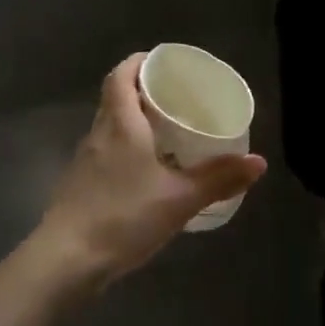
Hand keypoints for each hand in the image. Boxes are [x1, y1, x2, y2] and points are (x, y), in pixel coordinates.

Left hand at [35, 54, 266, 288]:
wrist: (65, 262)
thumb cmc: (123, 217)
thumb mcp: (180, 198)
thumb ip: (219, 178)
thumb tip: (259, 162)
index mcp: (120, 124)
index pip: (121, 75)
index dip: (139, 62)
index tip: (163, 64)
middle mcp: (99, 134)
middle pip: (116, 97)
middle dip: (143, 91)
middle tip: (176, 97)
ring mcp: (85, 161)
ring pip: (110, 126)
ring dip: (134, 121)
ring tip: (167, 132)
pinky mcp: (79, 186)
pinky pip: (106, 152)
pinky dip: (126, 149)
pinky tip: (146, 172)